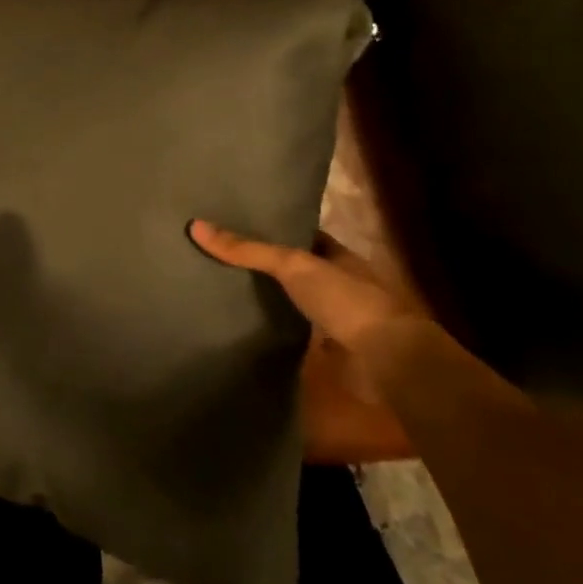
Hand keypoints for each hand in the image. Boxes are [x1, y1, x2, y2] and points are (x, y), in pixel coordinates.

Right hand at [188, 221, 432, 395]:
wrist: (387, 361)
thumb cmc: (347, 299)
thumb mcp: (292, 264)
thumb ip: (247, 249)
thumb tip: (196, 226)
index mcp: (338, 256)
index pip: (302, 235)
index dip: (274, 228)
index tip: (237, 222)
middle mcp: (338, 283)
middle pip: (296, 269)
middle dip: (266, 264)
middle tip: (220, 254)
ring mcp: (335, 318)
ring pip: (294, 301)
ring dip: (270, 299)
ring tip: (223, 286)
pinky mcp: (328, 350)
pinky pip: (294, 333)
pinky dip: (274, 330)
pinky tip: (244, 324)